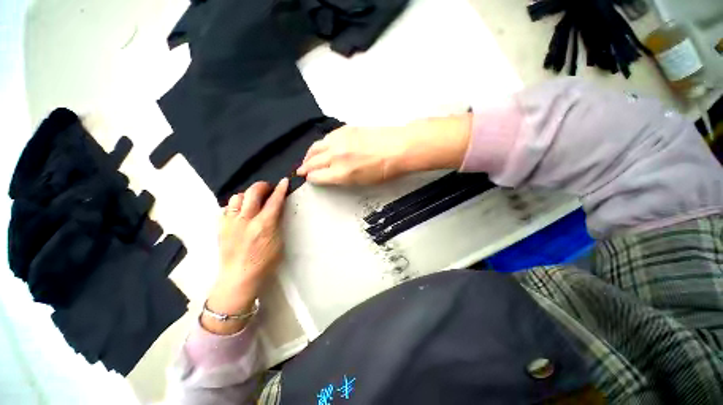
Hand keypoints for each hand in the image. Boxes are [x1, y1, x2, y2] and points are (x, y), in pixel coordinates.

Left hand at [203, 179, 288, 334]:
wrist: (239, 277)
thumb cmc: (265, 263)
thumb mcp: (278, 242)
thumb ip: (276, 223)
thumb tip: (277, 209)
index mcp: (264, 225)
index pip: (274, 201)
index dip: (280, 189)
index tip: (284, 181)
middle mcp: (246, 220)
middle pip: (253, 193)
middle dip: (263, 186)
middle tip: (269, 188)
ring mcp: (231, 222)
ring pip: (237, 197)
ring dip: (248, 195)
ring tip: (254, 200)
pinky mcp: (221, 227)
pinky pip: (227, 208)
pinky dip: (236, 205)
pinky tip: (241, 212)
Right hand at [296, 115, 471, 185]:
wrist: (399, 148)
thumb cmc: (385, 171)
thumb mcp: (362, 182)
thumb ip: (343, 178)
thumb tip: (330, 175)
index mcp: (341, 173)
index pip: (317, 176)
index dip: (311, 178)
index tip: (310, 179)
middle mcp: (336, 156)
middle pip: (312, 161)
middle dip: (305, 167)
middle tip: (301, 170)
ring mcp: (339, 140)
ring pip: (316, 147)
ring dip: (309, 154)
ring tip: (307, 158)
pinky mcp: (345, 130)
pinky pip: (326, 137)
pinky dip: (320, 144)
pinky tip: (321, 147)